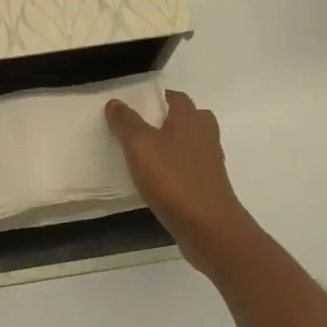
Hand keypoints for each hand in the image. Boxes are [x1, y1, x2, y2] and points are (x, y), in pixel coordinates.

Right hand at [106, 91, 261, 277]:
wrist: (209, 229)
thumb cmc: (174, 180)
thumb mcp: (140, 146)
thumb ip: (126, 122)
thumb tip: (116, 102)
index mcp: (191, 118)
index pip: (174, 97)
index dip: (154, 98)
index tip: (133, 106)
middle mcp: (205, 135)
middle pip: (186, 119)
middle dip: (165, 121)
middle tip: (138, 130)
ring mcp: (210, 162)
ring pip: (188, 145)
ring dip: (170, 147)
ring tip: (142, 156)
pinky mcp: (208, 187)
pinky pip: (188, 169)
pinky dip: (174, 170)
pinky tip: (155, 181)